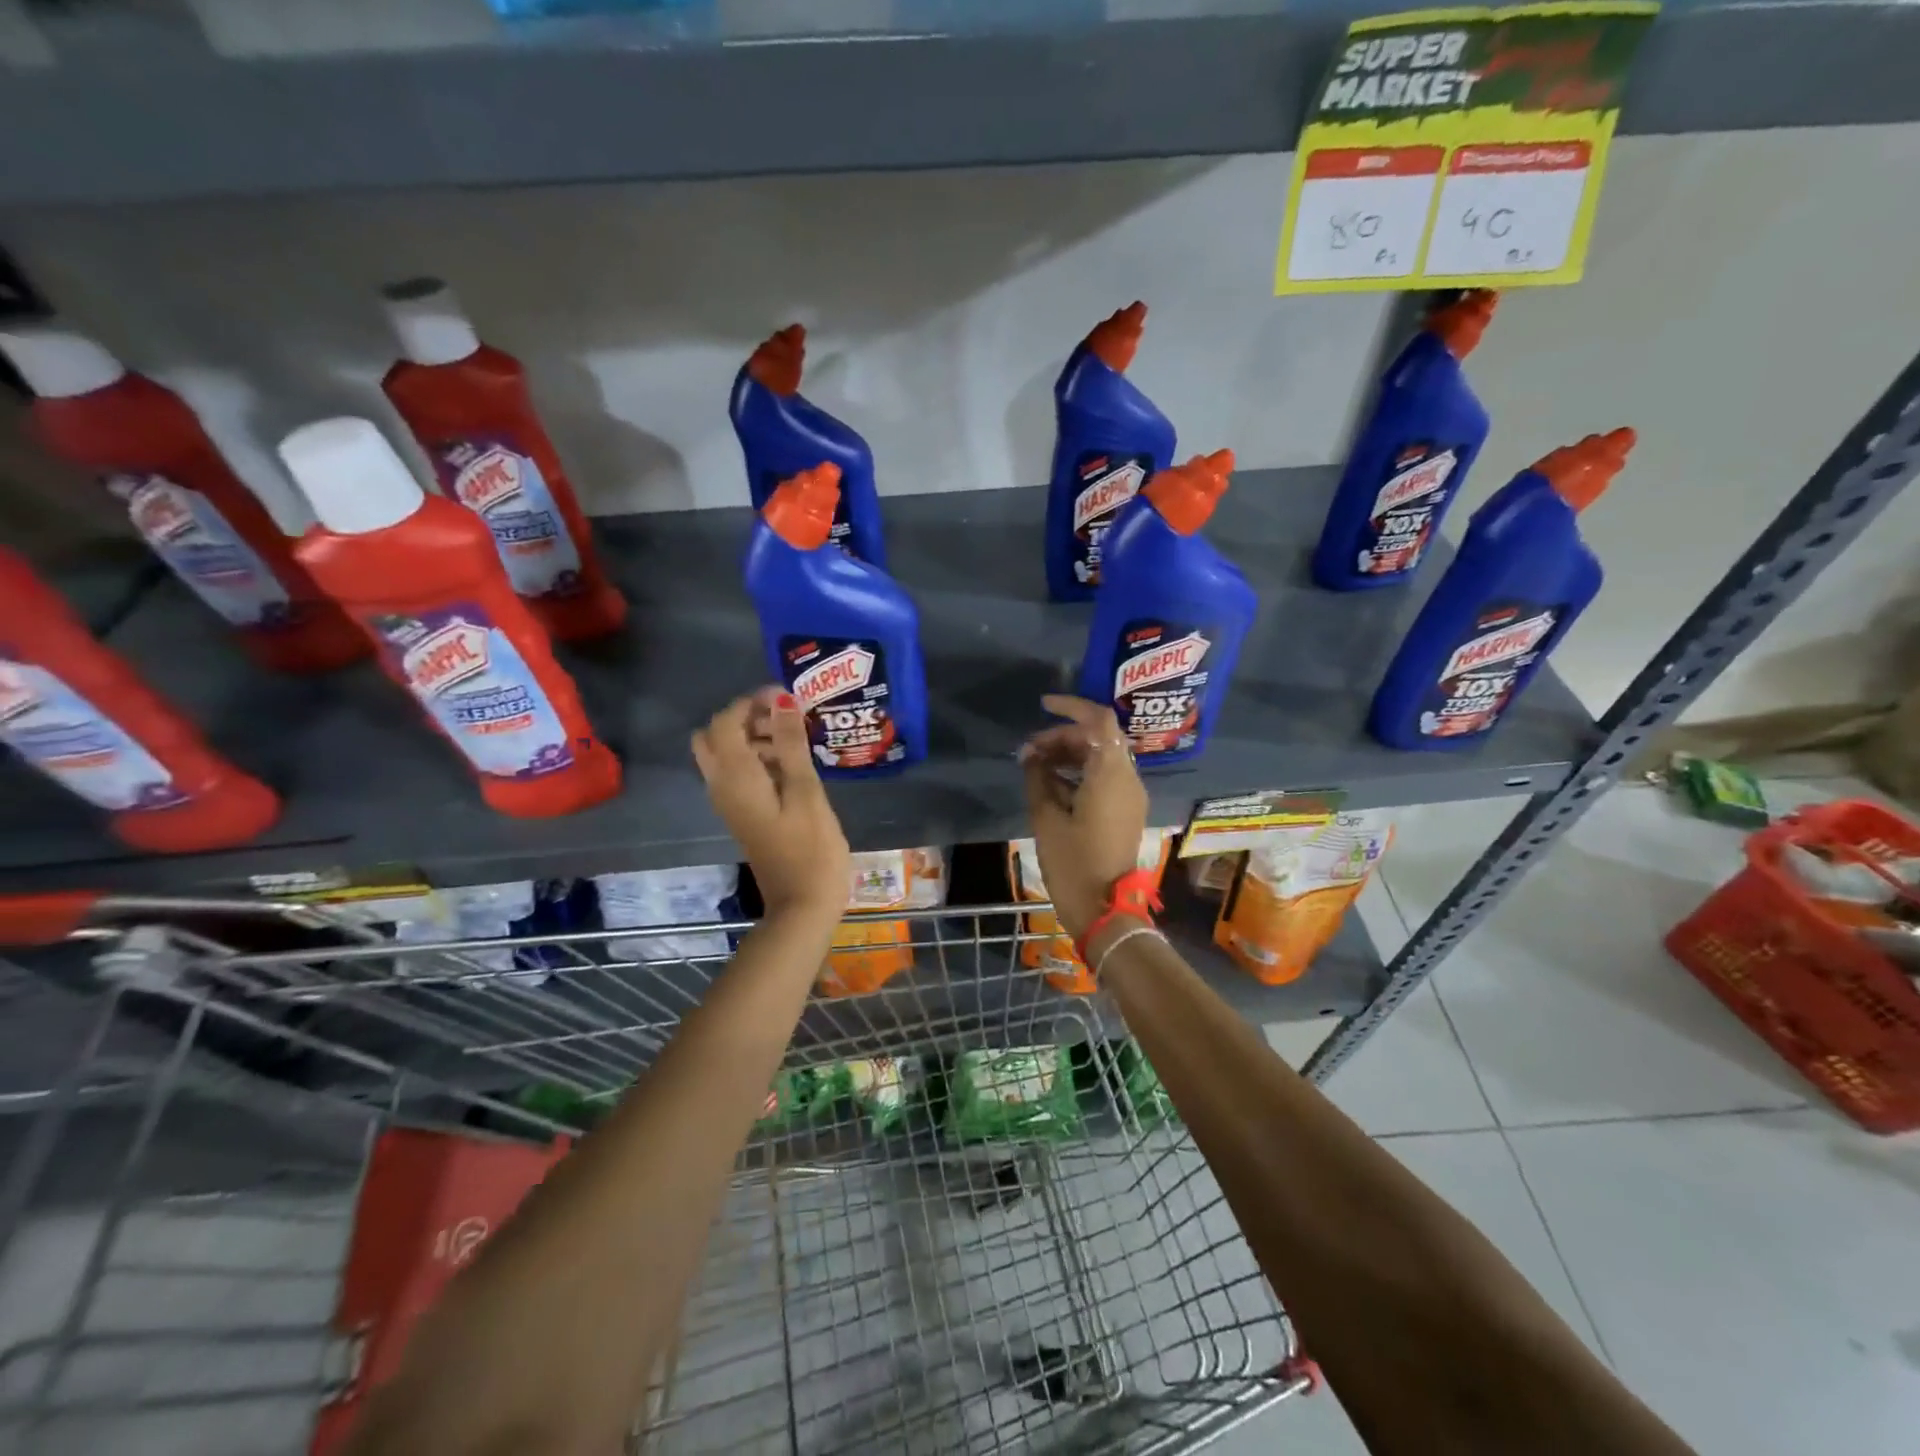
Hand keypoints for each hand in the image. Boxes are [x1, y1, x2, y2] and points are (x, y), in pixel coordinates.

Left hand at [692, 689, 849, 920]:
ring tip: (796, 740)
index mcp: (735, 777)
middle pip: (715, 736)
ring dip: (752, 738)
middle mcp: (722, 786)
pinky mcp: (743, 815)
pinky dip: (756, 759)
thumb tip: (781, 701)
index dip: (752, 701)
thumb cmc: (811, 849)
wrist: (802, 906)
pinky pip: (737, 774)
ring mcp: (730, 803)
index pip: (725, 721)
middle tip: (784, 719)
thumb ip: (791, 744)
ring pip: (725, 755)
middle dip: (745, 718)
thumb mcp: (806, 792)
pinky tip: (791, 766)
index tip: (788, 697)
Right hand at [1019, 695, 1148, 941]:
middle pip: (1099, 738)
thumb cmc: (1074, 864)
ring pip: (1102, 758)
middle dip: (1063, 737)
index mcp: (1111, 775)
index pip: (1099, 721)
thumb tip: (1031, 756)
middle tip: (1029, 752)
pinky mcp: (1127, 812)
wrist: (1105, 911)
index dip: (1072, 707)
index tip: (1043, 706)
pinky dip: (1081, 773)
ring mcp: (1131, 797)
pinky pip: (1106, 778)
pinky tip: (1052, 786)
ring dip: (1070, 754)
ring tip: (1035, 767)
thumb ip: (1038, 779)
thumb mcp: (1046, 819)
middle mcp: (1128, 779)